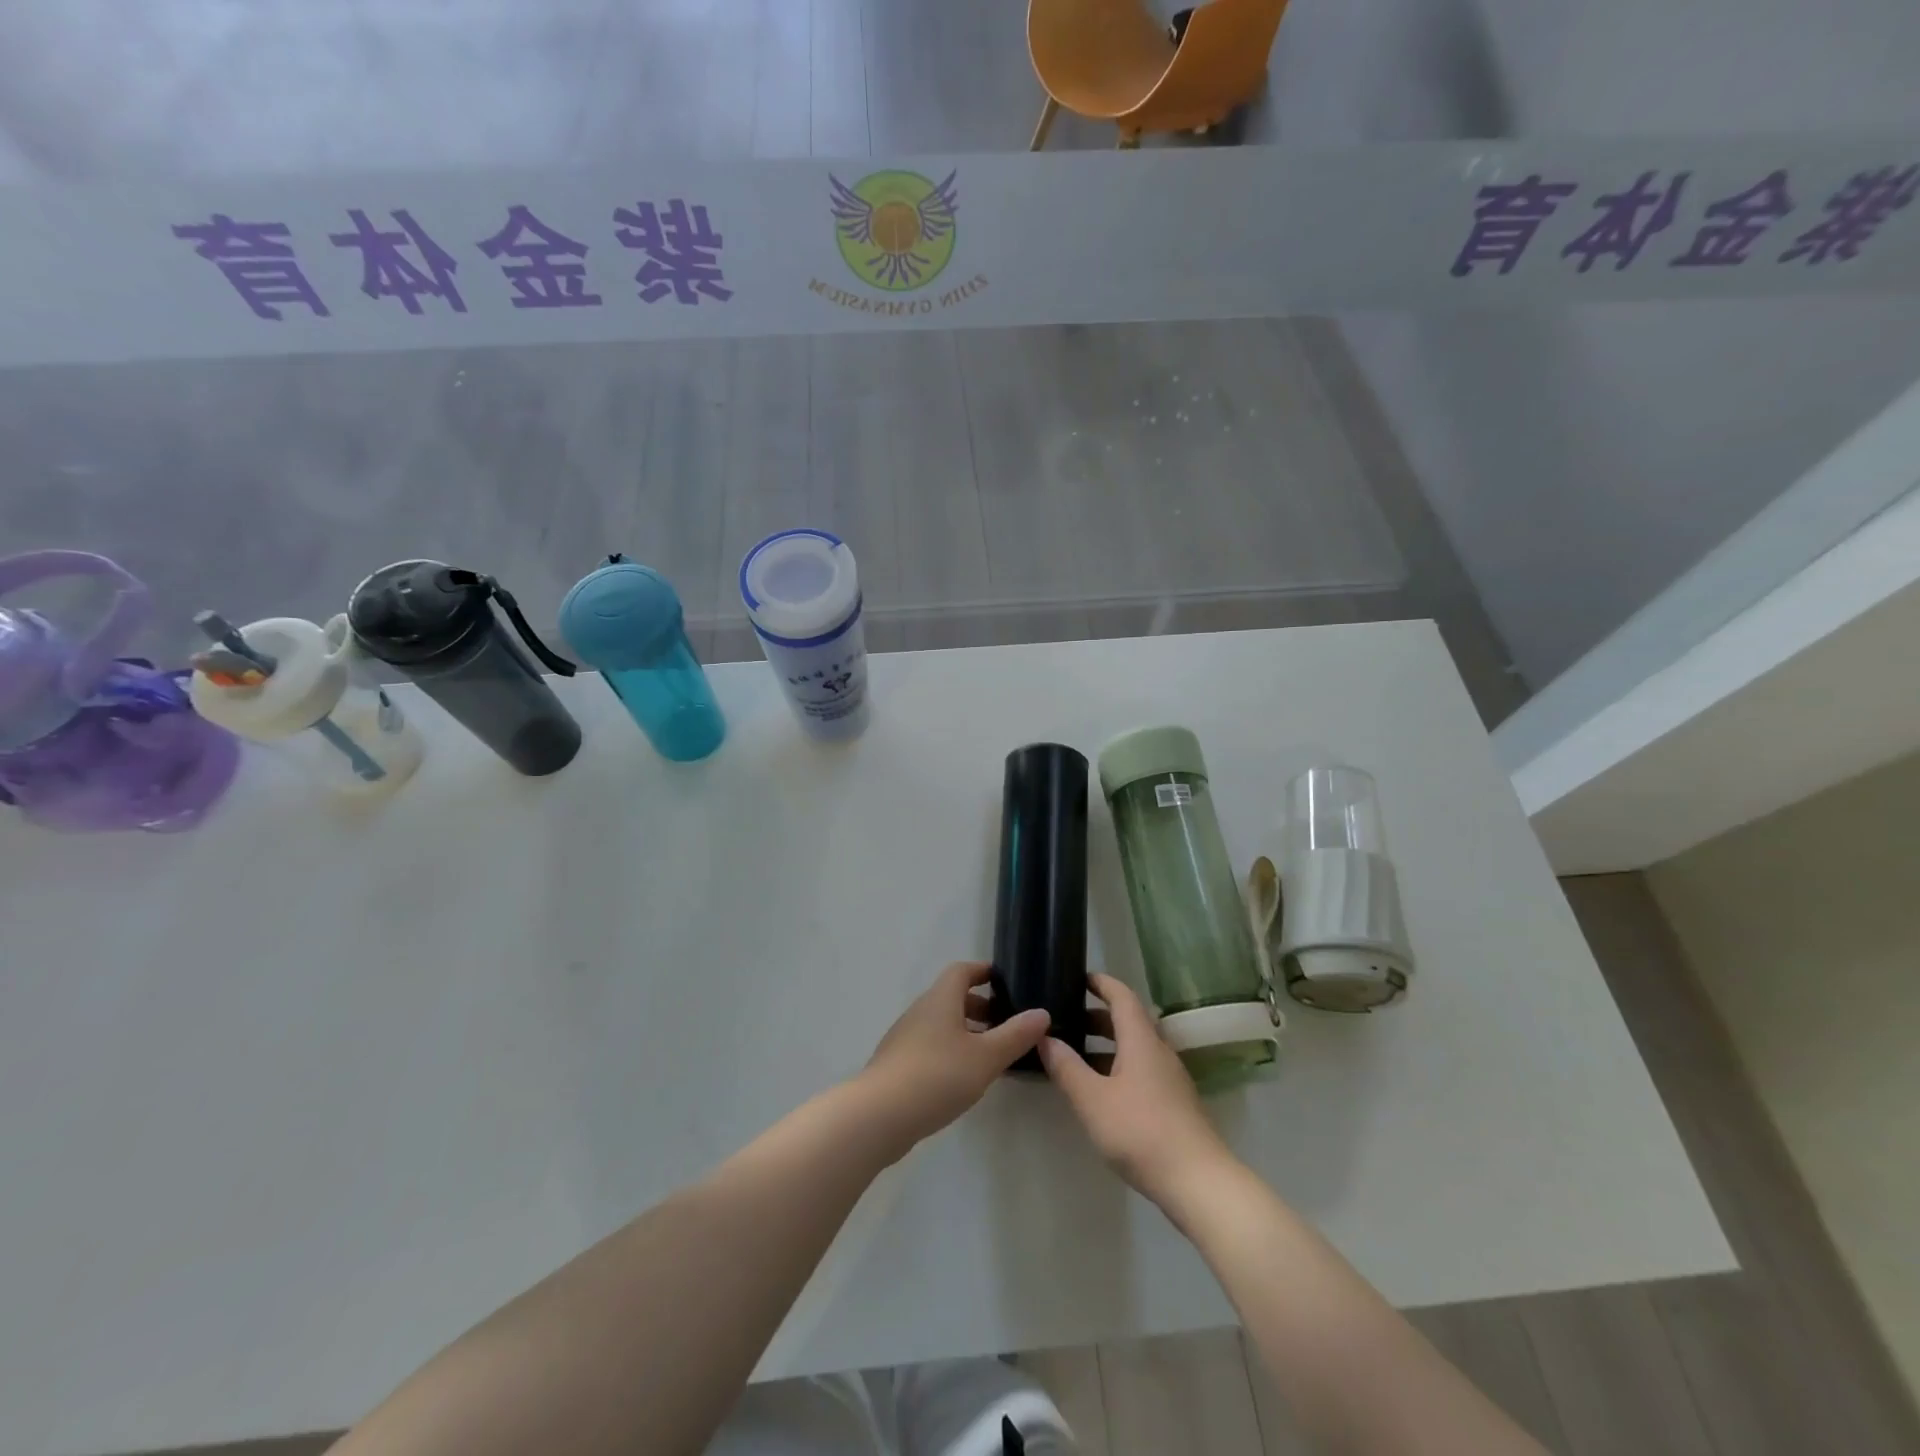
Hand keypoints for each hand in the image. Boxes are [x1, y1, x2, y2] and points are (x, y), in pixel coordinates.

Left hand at [858, 962, 1050, 1151]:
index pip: (962, 971)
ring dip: (966, 1032)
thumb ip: (1015, 1035)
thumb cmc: (937, 1076)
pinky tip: (963, 1079)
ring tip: (991, 1056)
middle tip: (1006, 1025)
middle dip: (980, 1006)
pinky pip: (930, 1046)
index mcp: (941, 999)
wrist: (879, 1115)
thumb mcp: (986, 1057)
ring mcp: (905, 1037)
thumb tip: (1042, 1013)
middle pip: (952, 997)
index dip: (983, 972)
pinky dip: (951, 1051)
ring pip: (941, 1023)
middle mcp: (921, 1011)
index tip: (1005, 982)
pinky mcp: (898, 1064)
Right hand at [1038, 973, 1237, 1204]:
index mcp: (1141, 1040)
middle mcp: (1159, 1051)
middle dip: (1097, 1016)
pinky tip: (1101, 1090)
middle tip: (1066, 1019)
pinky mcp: (1174, 1103)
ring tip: (1075, 1055)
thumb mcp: (1093, 1100)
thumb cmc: (1141, 1132)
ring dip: (1106, 1044)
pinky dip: (1118, 1066)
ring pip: (1135, 1047)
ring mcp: (1170, 1078)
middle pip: (1128, 1021)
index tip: (1078, 977)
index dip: (1101, 983)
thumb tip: (1045, 1037)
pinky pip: (1141, 1069)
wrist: (1199, 1183)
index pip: (1122, 996)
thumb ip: (1067, 1068)